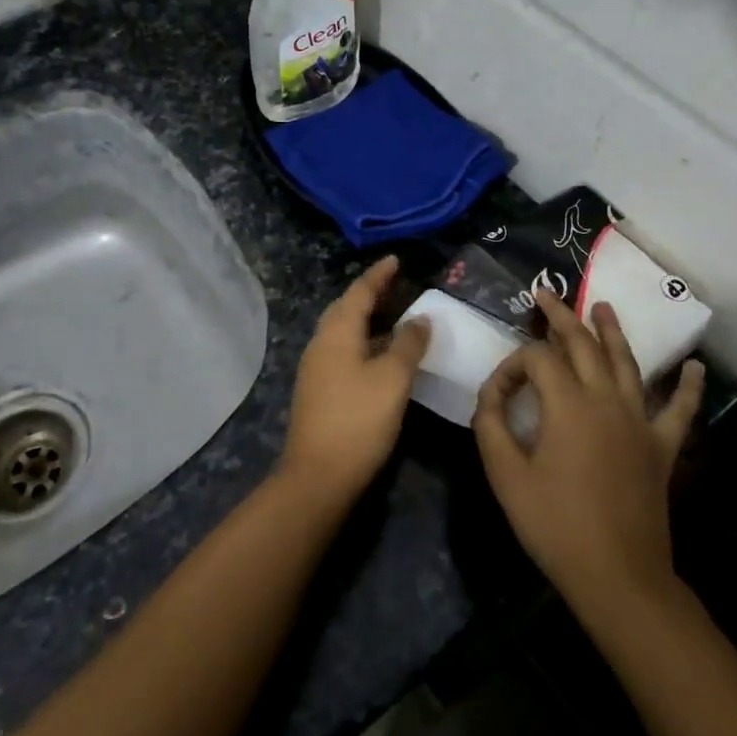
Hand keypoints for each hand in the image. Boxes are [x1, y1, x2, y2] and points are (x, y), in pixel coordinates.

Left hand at [280, 256, 431, 502]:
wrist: (319, 475)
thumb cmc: (359, 420)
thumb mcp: (393, 379)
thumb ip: (408, 344)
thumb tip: (420, 318)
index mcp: (336, 333)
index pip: (359, 292)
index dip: (378, 275)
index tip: (395, 260)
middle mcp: (321, 343)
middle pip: (345, 308)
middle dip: (369, 294)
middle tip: (395, 285)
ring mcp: (316, 368)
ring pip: (342, 331)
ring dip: (365, 319)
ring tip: (393, 316)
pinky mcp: (318, 389)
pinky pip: (342, 350)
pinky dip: (362, 342)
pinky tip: (379, 354)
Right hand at [472, 291, 703, 620]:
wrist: (618, 576)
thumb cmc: (555, 524)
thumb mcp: (505, 474)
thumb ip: (492, 424)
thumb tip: (492, 394)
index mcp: (568, 404)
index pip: (536, 359)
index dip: (511, 366)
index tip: (496, 394)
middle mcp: (606, 399)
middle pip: (583, 345)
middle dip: (561, 316)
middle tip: (546, 293)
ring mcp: (640, 421)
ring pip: (627, 363)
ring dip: (613, 332)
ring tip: (603, 306)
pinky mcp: (662, 447)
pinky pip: (679, 410)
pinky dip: (688, 386)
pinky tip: (696, 367)